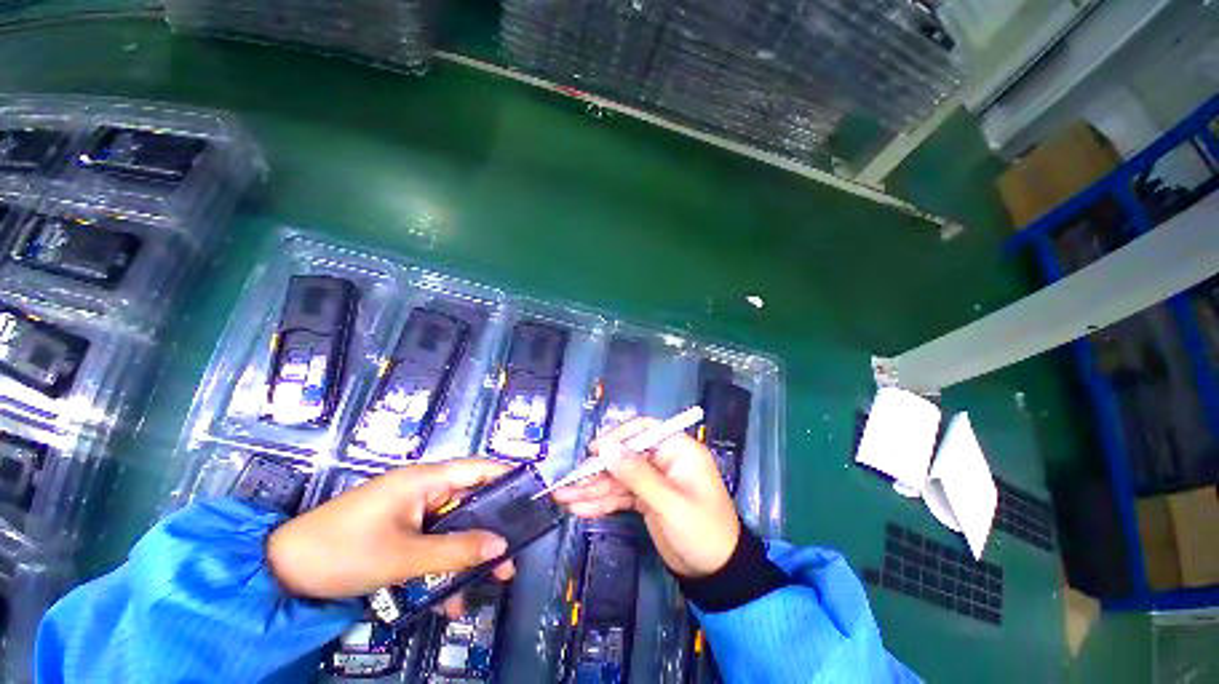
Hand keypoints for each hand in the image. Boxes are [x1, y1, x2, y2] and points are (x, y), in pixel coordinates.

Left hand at [267, 459, 515, 603]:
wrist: (281, 573)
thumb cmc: (343, 551)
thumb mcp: (404, 557)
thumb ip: (456, 551)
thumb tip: (502, 546)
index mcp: (425, 479)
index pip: (479, 468)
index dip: (507, 477)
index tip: (532, 496)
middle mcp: (423, 489)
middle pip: (470, 501)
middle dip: (490, 529)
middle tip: (511, 557)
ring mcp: (410, 512)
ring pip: (452, 528)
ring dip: (467, 556)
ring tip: (486, 584)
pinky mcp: (399, 531)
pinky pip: (431, 544)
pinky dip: (442, 567)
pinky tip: (448, 599)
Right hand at [552, 418, 739, 577]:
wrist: (716, 575)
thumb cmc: (702, 531)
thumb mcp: (668, 502)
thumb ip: (636, 474)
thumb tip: (606, 447)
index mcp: (678, 450)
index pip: (644, 431)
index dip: (618, 437)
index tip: (594, 451)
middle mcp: (663, 460)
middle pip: (625, 457)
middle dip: (597, 471)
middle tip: (569, 483)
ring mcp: (653, 481)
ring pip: (619, 478)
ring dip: (593, 489)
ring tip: (564, 499)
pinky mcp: (646, 500)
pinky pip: (620, 496)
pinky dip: (602, 502)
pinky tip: (580, 509)